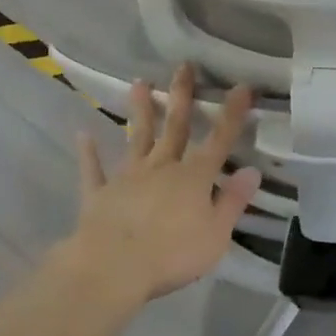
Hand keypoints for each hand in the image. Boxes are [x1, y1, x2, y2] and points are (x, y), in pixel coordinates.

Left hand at [66, 64, 261, 305]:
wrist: (113, 268)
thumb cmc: (172, 254)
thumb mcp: (216, 234)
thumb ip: (233, 201)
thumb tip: (253, 171)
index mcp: (194, 178)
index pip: (219, 141)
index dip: (232, 114)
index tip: (241, 86)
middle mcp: (162, 167)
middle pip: (174, 127)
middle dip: (181, 96)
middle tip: (183, 66)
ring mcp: (128, 177)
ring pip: (137, 138)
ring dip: (140, 111)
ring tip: (139, 83)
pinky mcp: (100, 194)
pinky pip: (94, 170)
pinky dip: (89, 153)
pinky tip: (83, 134)